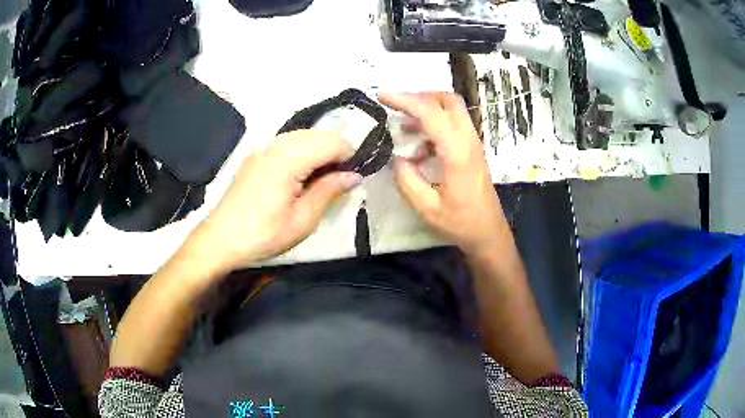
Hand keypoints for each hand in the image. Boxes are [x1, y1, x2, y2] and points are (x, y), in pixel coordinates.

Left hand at [194, 129, 360, 268]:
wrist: (221, 239)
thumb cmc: (263, 235)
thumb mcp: (302, 220)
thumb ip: (329, 191)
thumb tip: (354, 175)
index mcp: (287, 160)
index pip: (331, 142)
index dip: (349, 156)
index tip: (353, 178)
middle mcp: (275, 145)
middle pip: (319, 134)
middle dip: (335, 151)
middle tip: (339, 181)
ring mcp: (263, 147)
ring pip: (304, 135)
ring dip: (319, 151)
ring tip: (321, 179)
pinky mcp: (256, 155)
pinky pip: (288, 142)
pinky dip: (303, 151)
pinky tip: (301, 175)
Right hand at [379, 92, 506, 254]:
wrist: (489, 233)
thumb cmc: (461, 223)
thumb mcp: (427, 208)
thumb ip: (407, 180)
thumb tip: (396, 158)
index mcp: (457, 152)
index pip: (431, 112)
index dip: (404, 100)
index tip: (381, 95)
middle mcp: (468, 140)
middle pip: (448, 100)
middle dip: (420, 96)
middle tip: (396, 105)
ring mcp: (473, 143)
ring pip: (452, 110)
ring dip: (427, 109)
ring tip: (402, 125)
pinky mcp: (472, 149)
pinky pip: (453, 125)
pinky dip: (434, 124)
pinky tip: (418, 146)